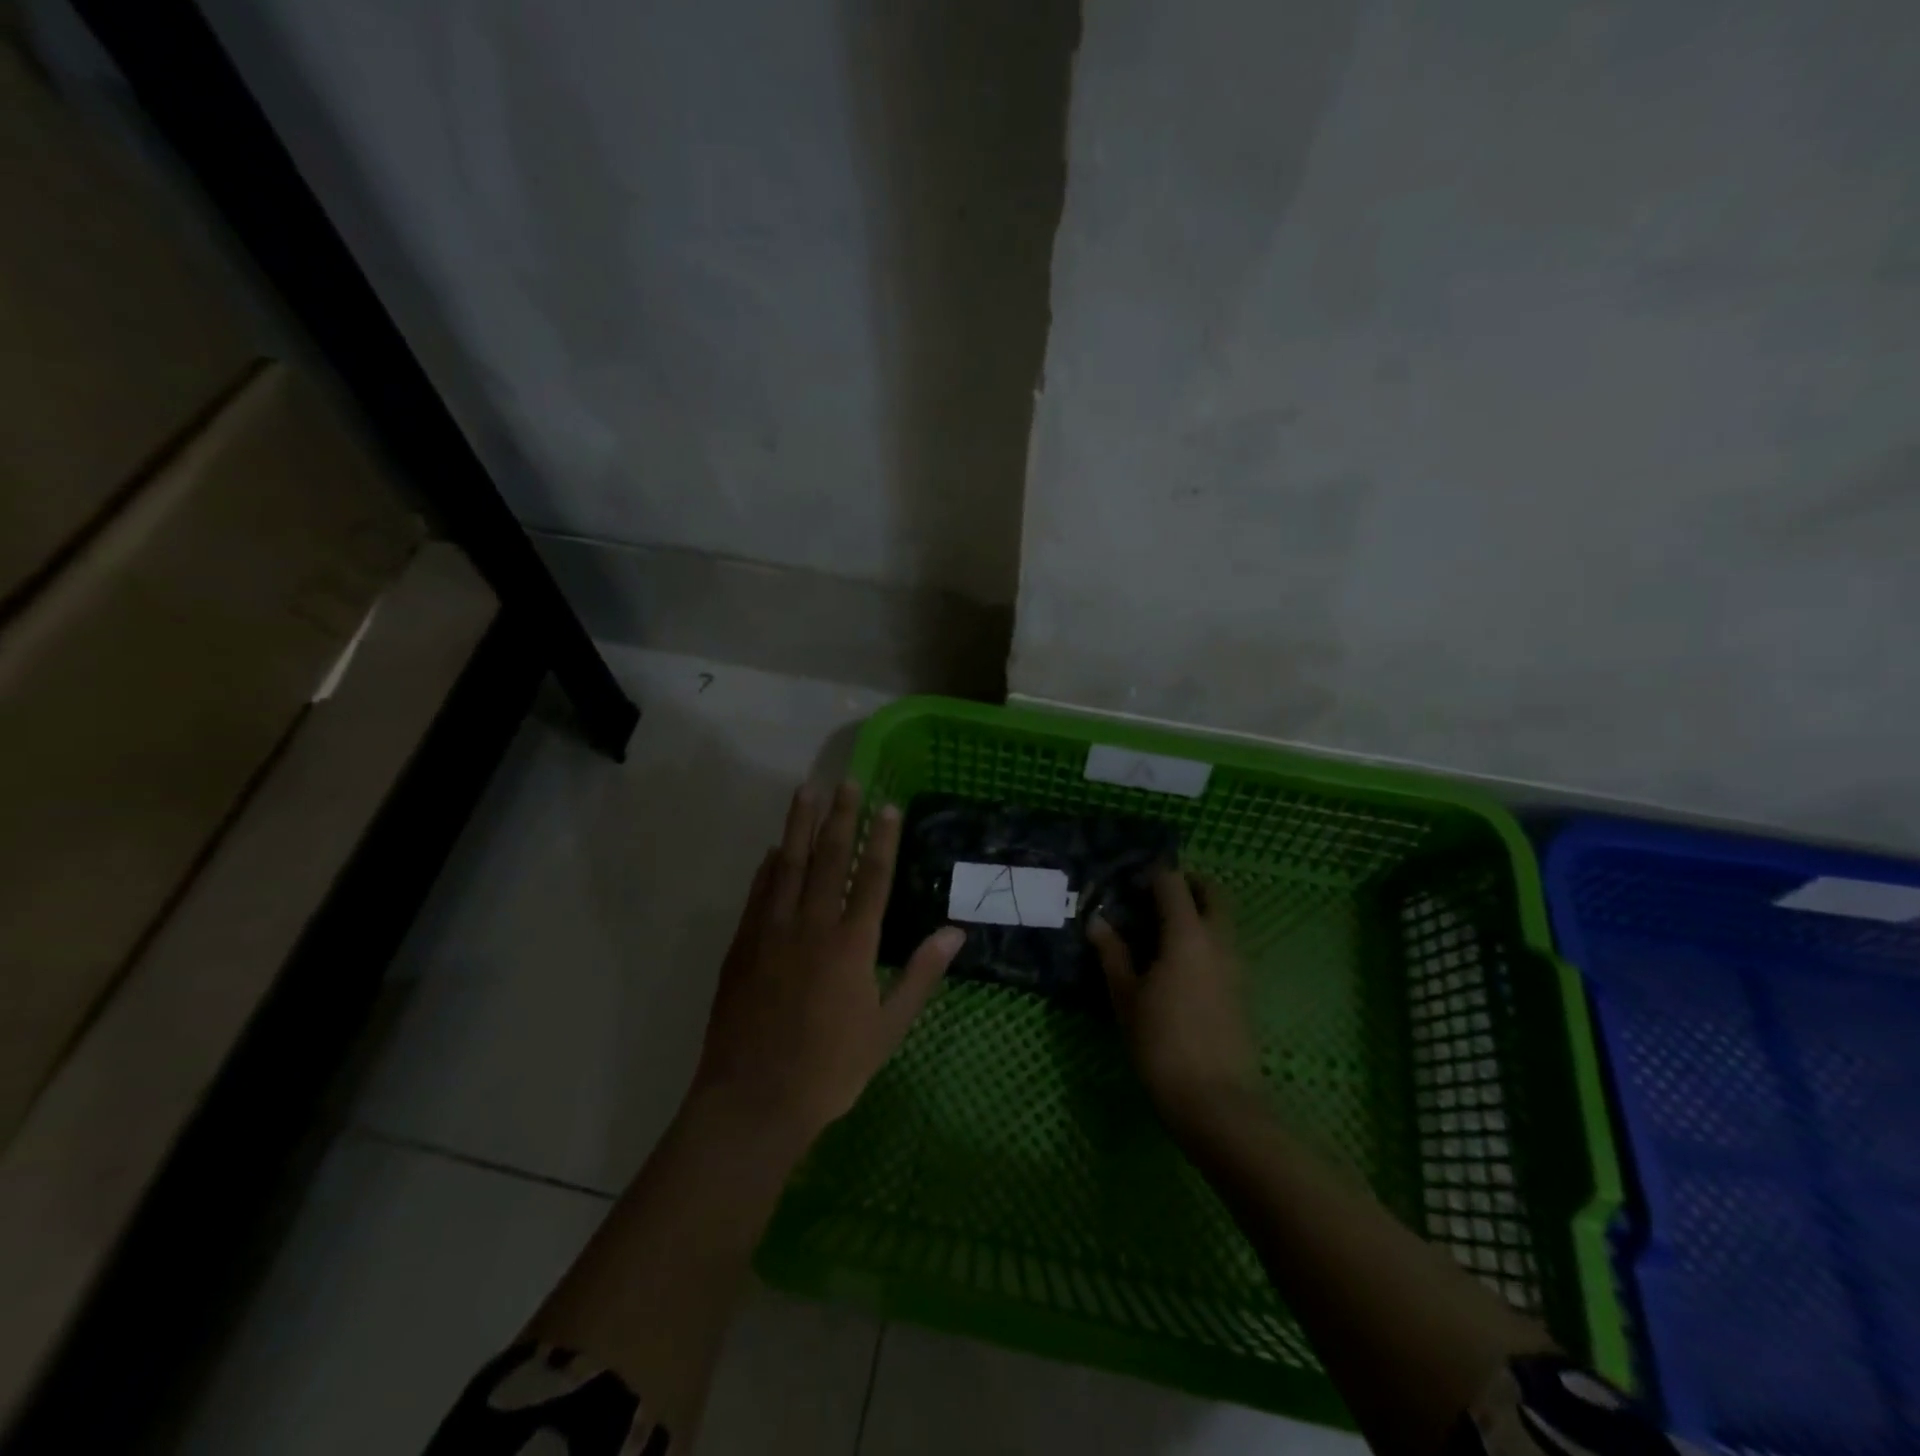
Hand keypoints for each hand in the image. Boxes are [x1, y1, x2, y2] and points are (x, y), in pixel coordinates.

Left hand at [691, 781, 964, 1144]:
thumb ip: (919, 976)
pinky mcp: (743, 945)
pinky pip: (759, 894)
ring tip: (806, 791)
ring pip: (789, 865)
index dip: (882, 839)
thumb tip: (954, 933)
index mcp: (852, 946)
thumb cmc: (830, 1070)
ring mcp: (772, 932)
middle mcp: (812, 927)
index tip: (886, 805)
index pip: (872, 878)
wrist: (753, 1100)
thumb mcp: (887, 1030)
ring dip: (799, 825)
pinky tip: (775, 849)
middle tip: (846, 781)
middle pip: (829, 859)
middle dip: (840, 817)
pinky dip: (769, 867)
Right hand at [1089, 869, 1261, 1134]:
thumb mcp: (1126, 997)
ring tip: (1160, 931)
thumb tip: (1097, 921)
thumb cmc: (1161, 1044)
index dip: (1152, 875)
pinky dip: (1206, 937)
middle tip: (1154, 897)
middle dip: (1187, 884)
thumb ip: (1113, 954)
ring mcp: (1236, 964)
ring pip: (1223, 919)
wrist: (1216, 1101)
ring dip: (1199, 910)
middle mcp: (1218, 940)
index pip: (1173, 882)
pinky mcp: (1242, 988)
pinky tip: (1178, 963)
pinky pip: (1225, 945)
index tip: (1129, 885)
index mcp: (1187, 934)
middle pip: (1212, 892)